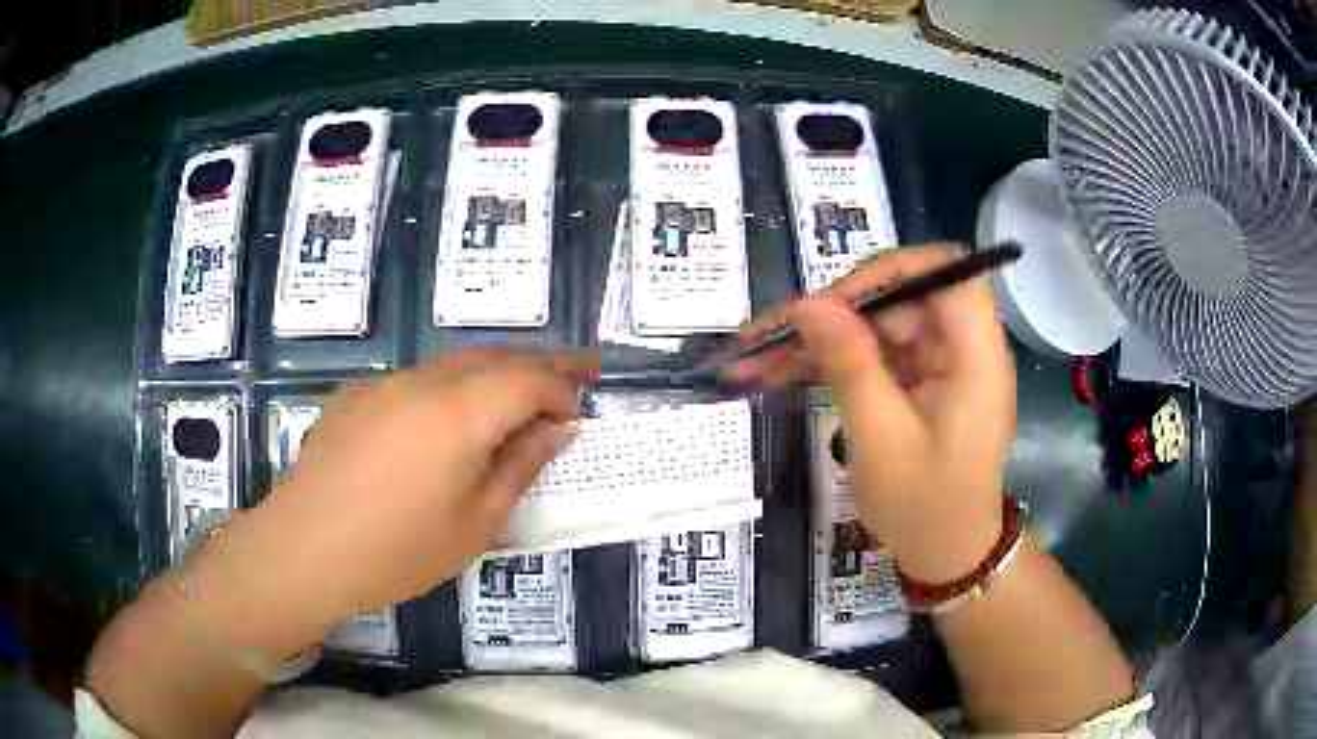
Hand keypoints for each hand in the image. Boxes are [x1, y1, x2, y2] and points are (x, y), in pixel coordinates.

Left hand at [189, 348, 596, 644]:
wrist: (305, 549)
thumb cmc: (397, 550)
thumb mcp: (476, 522)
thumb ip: (520, 466)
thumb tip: (557, 428)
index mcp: (460, 411)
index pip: (530, 377)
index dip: (562, 387)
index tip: (580, 409)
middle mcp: (424, 380)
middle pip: (495, 355)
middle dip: (540, 361)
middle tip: (576, 371)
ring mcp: (385, 383)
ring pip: (454, 361)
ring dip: (495, 370)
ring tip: (519, 393)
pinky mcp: (358, 395)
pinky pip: (417, 378)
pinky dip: (451, 385)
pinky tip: (447, 418)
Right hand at [727, 245, 1014, 582]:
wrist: (946, 556)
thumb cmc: (924, 508)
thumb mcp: (881, 440)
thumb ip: (849, 366)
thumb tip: (809, 304)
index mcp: (975, 356)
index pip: (945, 272)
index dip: (891, 270)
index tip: (834, 299)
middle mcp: (963, 348)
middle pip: (901, 297)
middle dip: (835, 312)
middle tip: (773, 337)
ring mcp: (941, 365)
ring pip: (878, 326)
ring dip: (821, 340)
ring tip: (756, 359)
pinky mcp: (922, 383)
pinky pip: (876, 355)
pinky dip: (833, 363)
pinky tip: (782, 372)